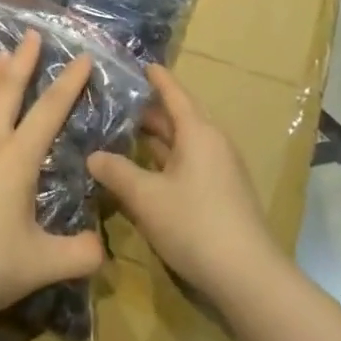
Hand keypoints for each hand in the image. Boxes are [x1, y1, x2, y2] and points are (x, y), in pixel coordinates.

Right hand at [87, 66, 279, 302]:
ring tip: (125, 133)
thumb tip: (93, 156)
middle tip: (118, 102)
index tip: (141, 64)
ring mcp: (220, 169)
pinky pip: (189, 163)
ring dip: (157, 138)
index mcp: (198, 132)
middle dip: (150, 110)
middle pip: (179, 117)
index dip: (156, 78)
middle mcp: (212, 142)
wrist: (247, 276)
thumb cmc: (194, 224)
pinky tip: (146, 170)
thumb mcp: (146, 198)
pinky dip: (167, 159)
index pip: (174, 93)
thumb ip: (117, 172)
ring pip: (184, 143)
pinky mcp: (221, 193)